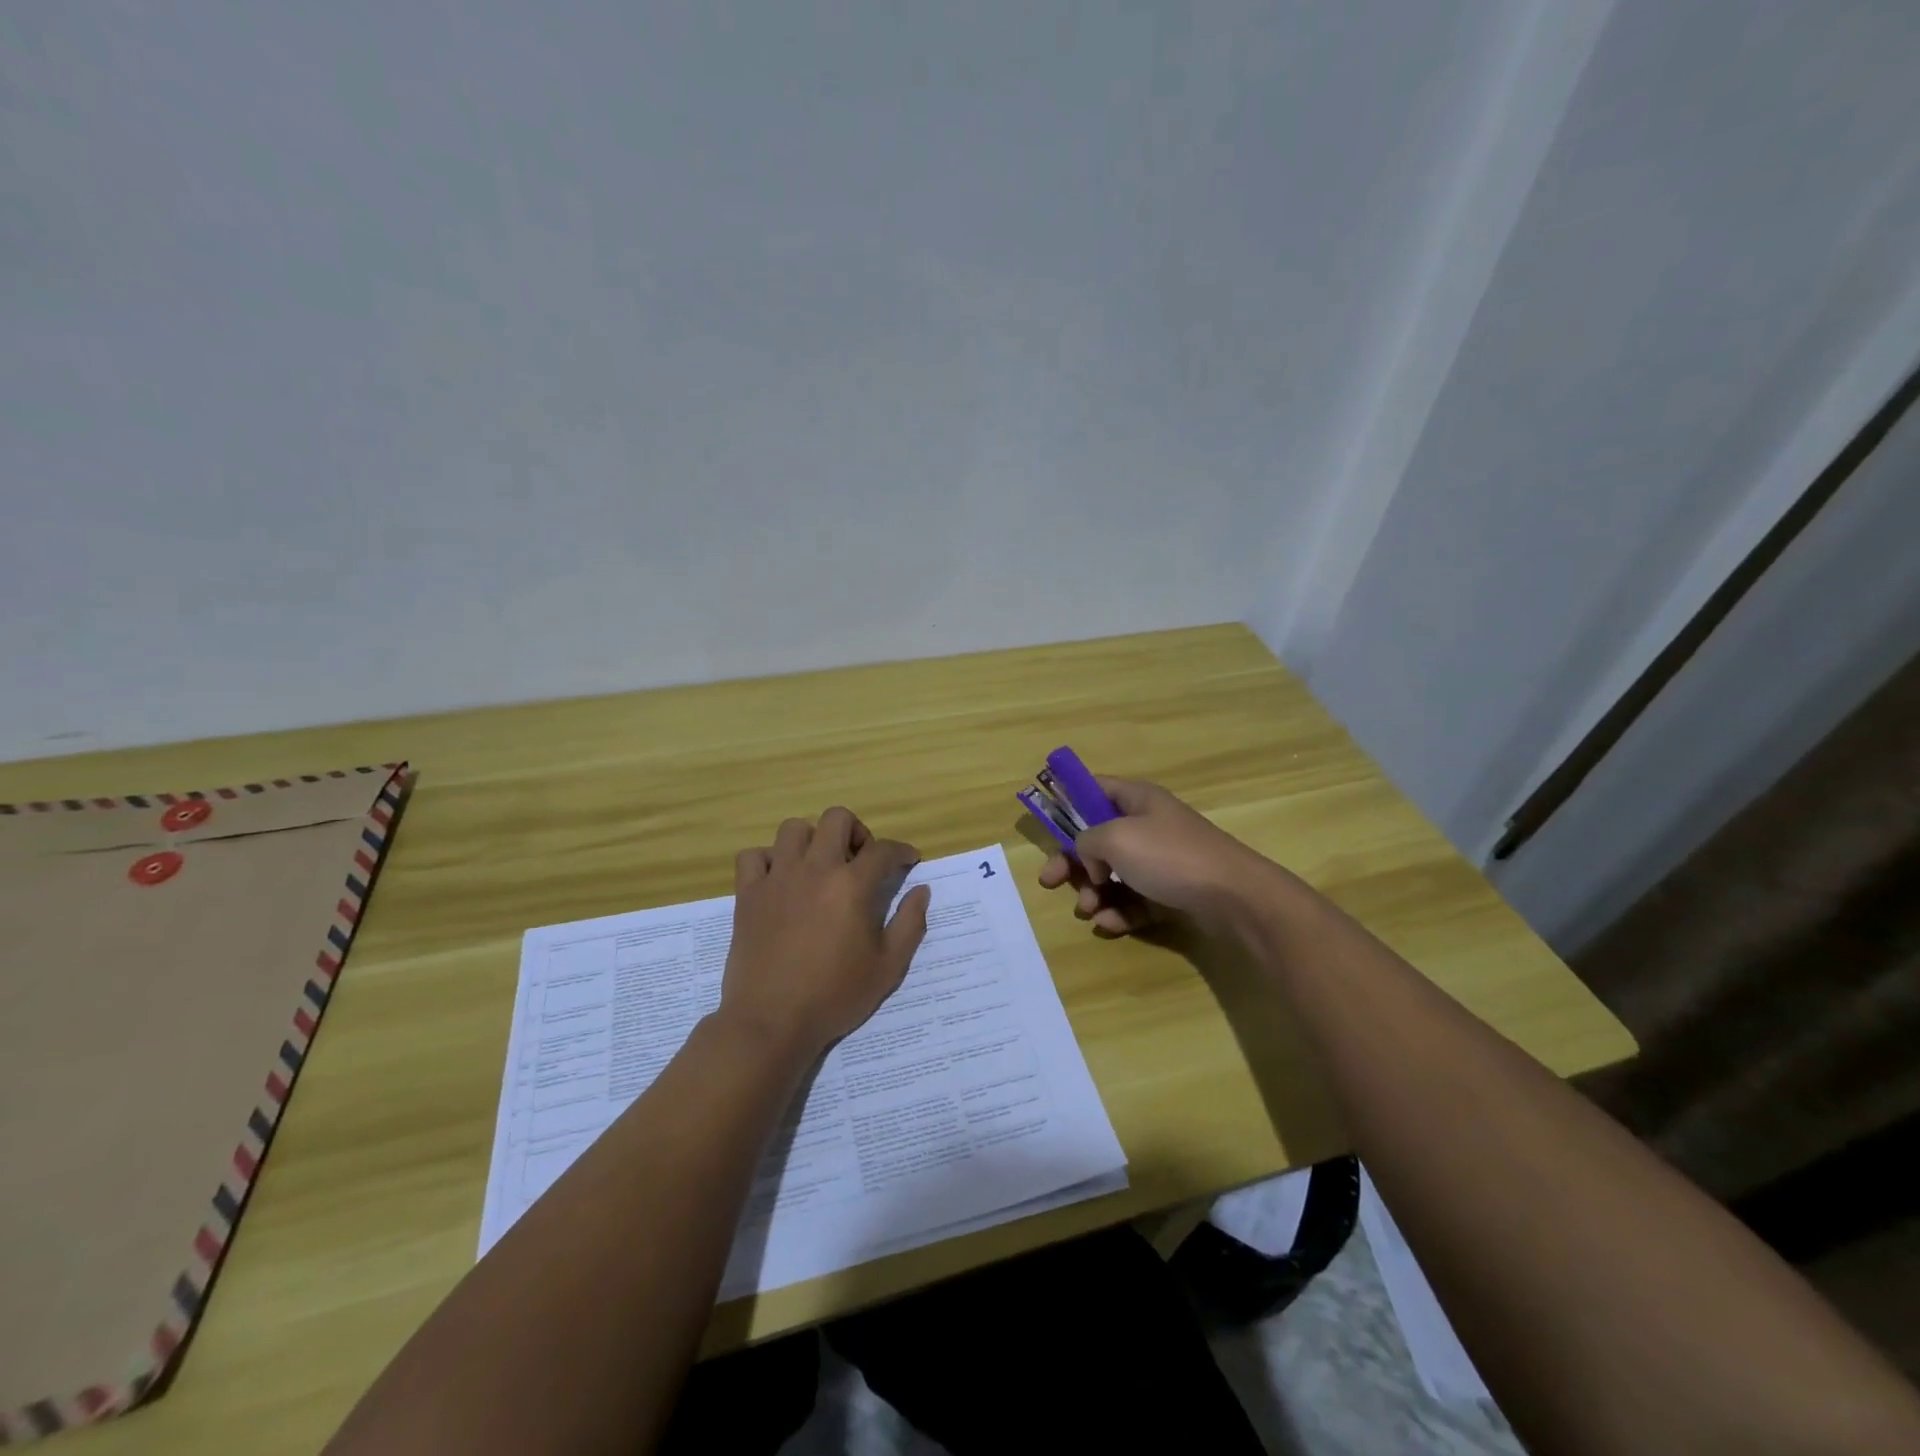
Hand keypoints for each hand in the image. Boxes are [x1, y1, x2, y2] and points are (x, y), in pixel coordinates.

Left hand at [720, 807, 930, 1058]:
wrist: (771, 1022)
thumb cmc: (834, 996)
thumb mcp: (888, 968)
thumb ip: (909, 924)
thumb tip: (921, 890)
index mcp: (852, 886)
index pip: (883, 850)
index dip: (901, 851)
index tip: (908, 861)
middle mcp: (815, 869)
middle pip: (837, 819)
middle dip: (857, 832)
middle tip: (861, 860)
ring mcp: (777, 878)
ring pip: (794, 829)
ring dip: (813, 840)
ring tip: (819, 866)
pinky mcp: (748, 894)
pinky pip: (753, 856)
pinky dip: (769, 860)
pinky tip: (780, 881)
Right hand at [1037, 777, 1274, 934]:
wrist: (1233, 897)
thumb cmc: (1170, 856)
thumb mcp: (1115, 838)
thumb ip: (1087, 841)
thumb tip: (1092, 860)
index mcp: (1137, 800)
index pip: (1095, 788)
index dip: (1069, 799)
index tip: (1046, 817)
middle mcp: (1148, 826)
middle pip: (1097, 840)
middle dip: (1073, 863)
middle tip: (1049, 882)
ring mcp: (1161, 861)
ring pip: (1114, 875)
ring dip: (1094, 893)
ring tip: (1088, 910)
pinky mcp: (1171, 893)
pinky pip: (1135, 901)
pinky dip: (1119, 912)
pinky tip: (1110, 925)